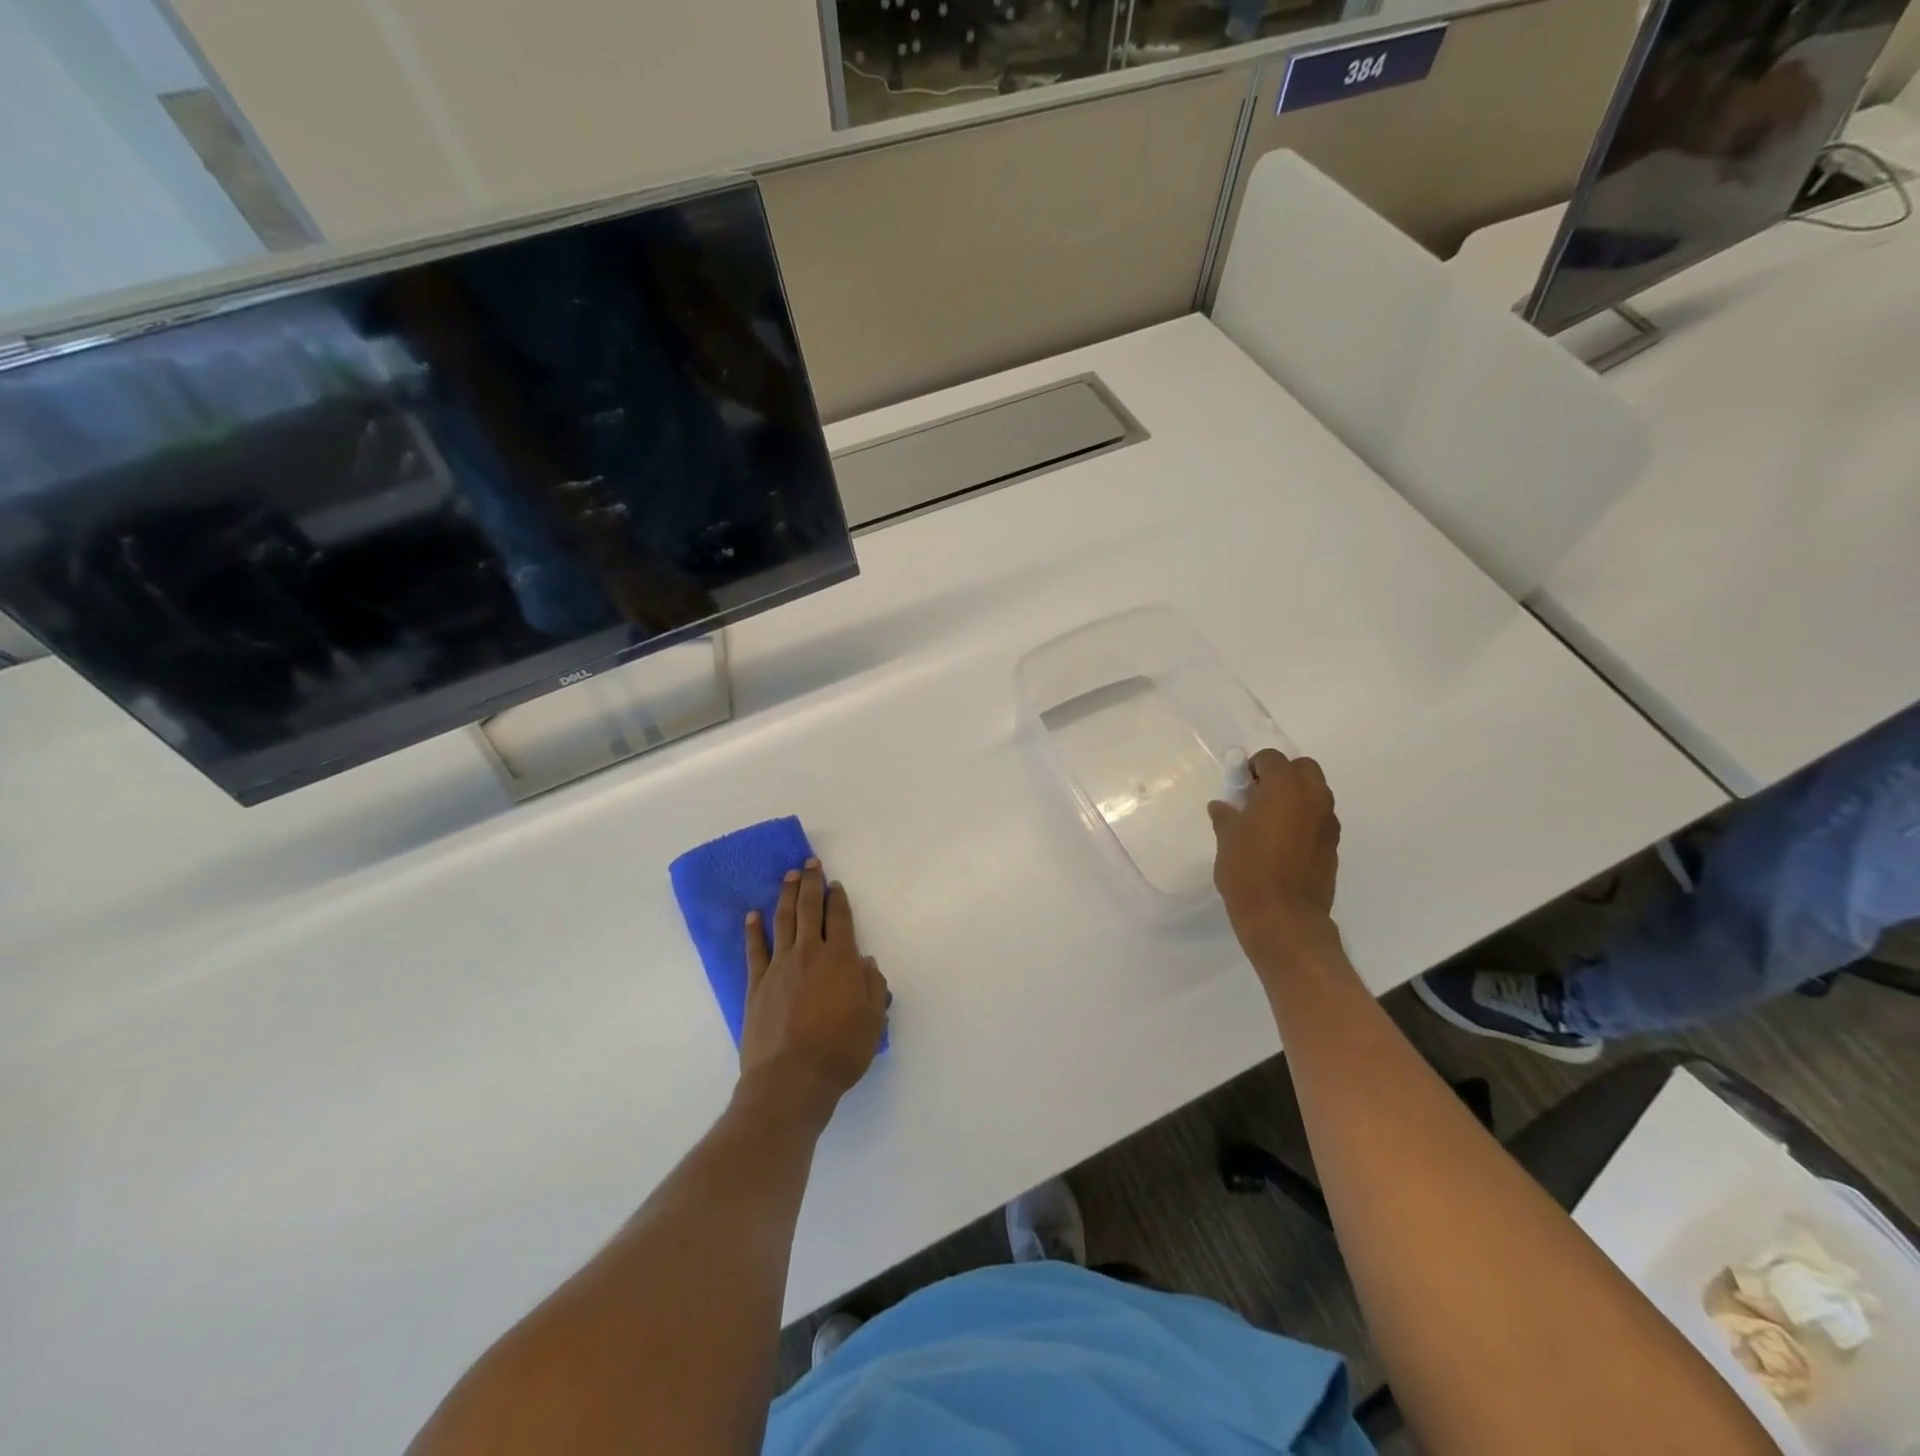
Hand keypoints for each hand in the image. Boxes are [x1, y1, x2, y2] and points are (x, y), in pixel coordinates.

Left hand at [739, 859, 888, 1121]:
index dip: (837, 898)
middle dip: (810, 883)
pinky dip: (753, 930)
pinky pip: (754, 950)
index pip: (839, 918)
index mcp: (840, 960)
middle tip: (809, 863)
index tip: (835, 883)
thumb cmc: (840, 1051)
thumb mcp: (873, 1020)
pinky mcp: (756, 985)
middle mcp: (809, 954)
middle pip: (809, 909)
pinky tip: (752, 915)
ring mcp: (779, 967)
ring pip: (783, 921)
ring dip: (786, 895)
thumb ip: (873, 986)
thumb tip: (864, 962)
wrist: (791, 1080)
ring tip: (787, 876)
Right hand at [1208, 749, 1340, 962]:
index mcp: (1284, 788)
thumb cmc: (1248, 871)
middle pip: (1303, 768)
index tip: (1240, 785)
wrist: (1283, 917)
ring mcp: (1327, 823)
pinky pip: (1319, 819)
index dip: (1254, 767)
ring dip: (1296, 797)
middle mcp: (1312, 798)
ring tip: (1271, 820)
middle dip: (1283, 774)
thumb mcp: (1227, 840)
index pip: (1272, 759)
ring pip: (1316, 793)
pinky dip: (1305, 820)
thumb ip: (1226, 817)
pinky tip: (1284, 842)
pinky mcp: (1332, 846)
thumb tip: (1223, 807)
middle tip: (1259, 796)